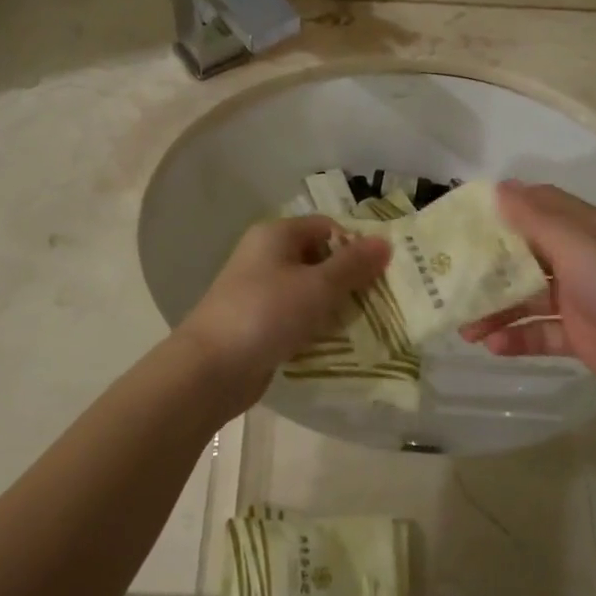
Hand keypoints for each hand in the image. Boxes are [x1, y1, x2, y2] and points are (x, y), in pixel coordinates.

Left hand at [177, 216, 390, 410]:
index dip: (355, 244)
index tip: (383, 271)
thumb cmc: (266, 314)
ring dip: (335, 306)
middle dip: (349, 278)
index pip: (326, 227)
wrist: (210, 368)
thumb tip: (385, 241)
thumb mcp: (317, 286)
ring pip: (308, 291)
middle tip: (382, 300)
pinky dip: (315, 326)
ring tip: (368, 325)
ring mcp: (259, 291)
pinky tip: (338, 345)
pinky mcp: (258, 323)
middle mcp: (265, 257)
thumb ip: (353, 265)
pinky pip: (295, 317)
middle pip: (318, 258)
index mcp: (276, 235)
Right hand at [461, 181, 595, 409]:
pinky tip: (492, 346)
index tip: (460, 219)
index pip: (534, 207)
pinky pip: (539, 333)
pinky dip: (516, 338)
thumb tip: (499, 187)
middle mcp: (576, 259)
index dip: (499, 209)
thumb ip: (535, 218)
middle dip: (487, 267)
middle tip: (448, 278)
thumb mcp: (577, 244)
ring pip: (525, 297)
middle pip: (522, 256)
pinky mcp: (579, 336)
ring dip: (495, 309)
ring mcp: (577, 299)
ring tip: (464, 327)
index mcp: (580, 229)